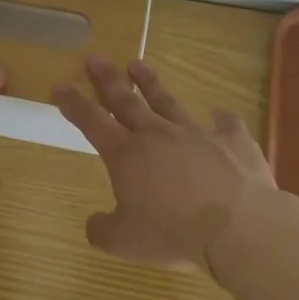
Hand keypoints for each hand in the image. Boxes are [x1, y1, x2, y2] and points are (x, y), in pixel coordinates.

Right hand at [55, 56, 298, 271]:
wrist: (238, 227)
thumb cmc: (172, 233)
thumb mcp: (124, 242)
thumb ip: (102, 230)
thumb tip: (94, 223)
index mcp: (126, 155)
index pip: (91, 122)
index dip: (73, 103)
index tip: (60, 85)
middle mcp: (157, 135)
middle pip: (127, 101)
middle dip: (108, 79)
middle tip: (97, 58)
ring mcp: (196, 134)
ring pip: (168, 102)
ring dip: (151, 83)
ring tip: (139, 64)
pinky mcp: (232, 142)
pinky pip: (226, 126)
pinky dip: (222, 120)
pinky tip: (221, 113)